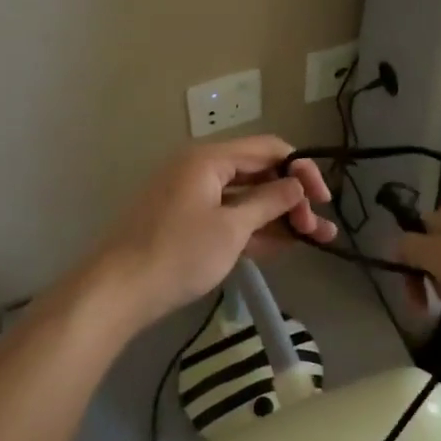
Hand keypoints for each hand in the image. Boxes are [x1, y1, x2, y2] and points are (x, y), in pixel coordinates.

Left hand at [89, 135, 334, 329]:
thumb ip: (269, 202)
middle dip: (293, 198)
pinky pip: (230, 218)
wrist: (118, 291)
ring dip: (280, 217)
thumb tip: (297, 184)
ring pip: (247, 199)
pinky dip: (255, 229)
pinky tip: (285, 245)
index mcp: (210, 159)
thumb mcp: (231, 228)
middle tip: (316, 227)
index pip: (268, 149)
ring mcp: (194, 198)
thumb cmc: (178, 253)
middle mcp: (202, 170)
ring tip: (317, 238)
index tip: (323, 198)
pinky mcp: (189, 224)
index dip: (301, 169)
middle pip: (259, 173)